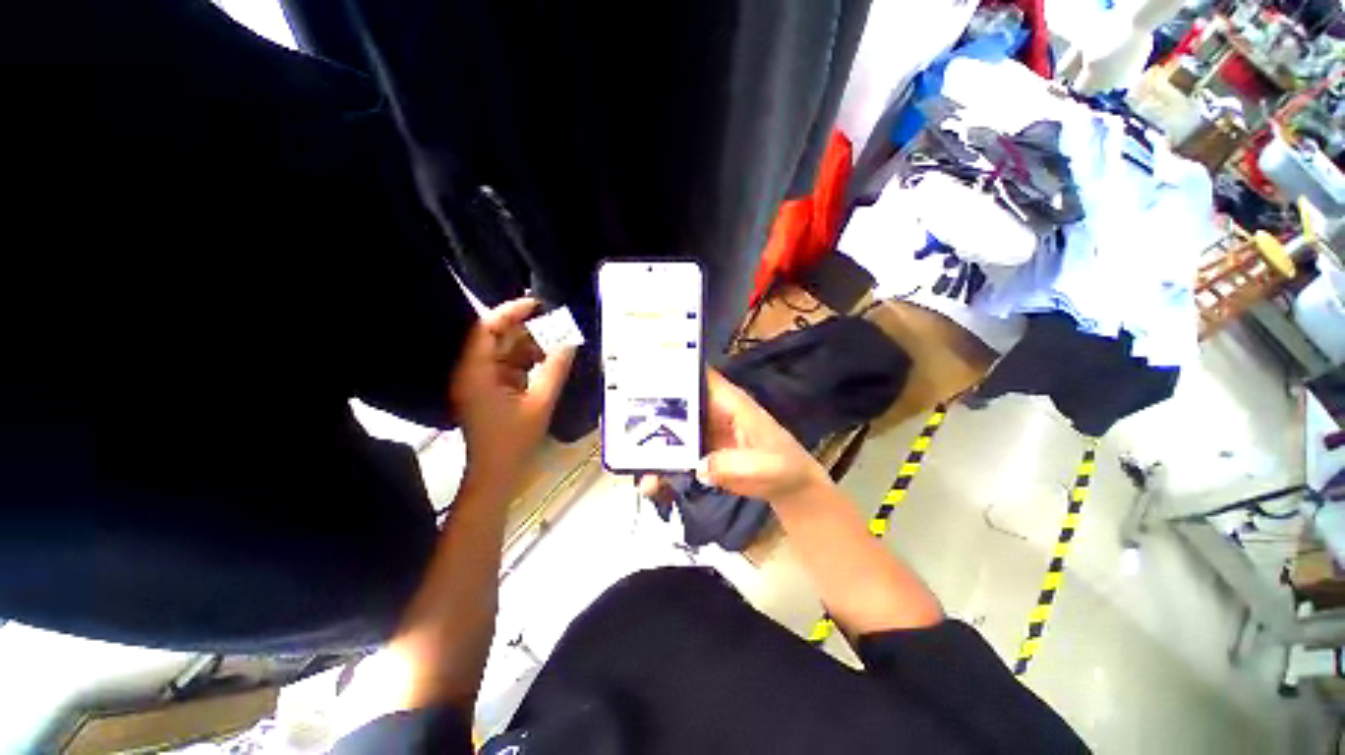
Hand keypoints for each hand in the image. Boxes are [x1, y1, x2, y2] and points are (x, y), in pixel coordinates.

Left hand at [450, 298, 574, 486]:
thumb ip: (555, 369)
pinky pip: (507, 367)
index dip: (510, 312)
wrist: (496, 475)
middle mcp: (472, 372)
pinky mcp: (488, 391)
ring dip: (529, 348)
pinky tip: (547, 365)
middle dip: (526, 332)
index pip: (487, 328)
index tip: (537, 304)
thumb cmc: (514, 441)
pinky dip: (526, 363)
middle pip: (496, 338)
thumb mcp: (541, 403)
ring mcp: (479, 382)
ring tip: (557, 348)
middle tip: (557, 329)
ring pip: (504, 352)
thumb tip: (569, 342)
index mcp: (476, 372)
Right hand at [641, 369, 825, 502]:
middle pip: (677, 402)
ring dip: (650, 443)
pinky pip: (675, 453)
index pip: (699, 376)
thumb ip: (734, 465)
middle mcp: (712, 411)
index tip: (642, 370)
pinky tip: (650, 483)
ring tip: (632, 463)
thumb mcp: (765, 466)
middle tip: (618, 421)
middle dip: (649, 409)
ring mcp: (704, 432)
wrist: (788, 487)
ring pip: (671, 429)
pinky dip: (661, 465)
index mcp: (729, 402)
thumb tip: (698, 467)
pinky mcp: (701, 451)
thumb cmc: (783, 467)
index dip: (674, 369)